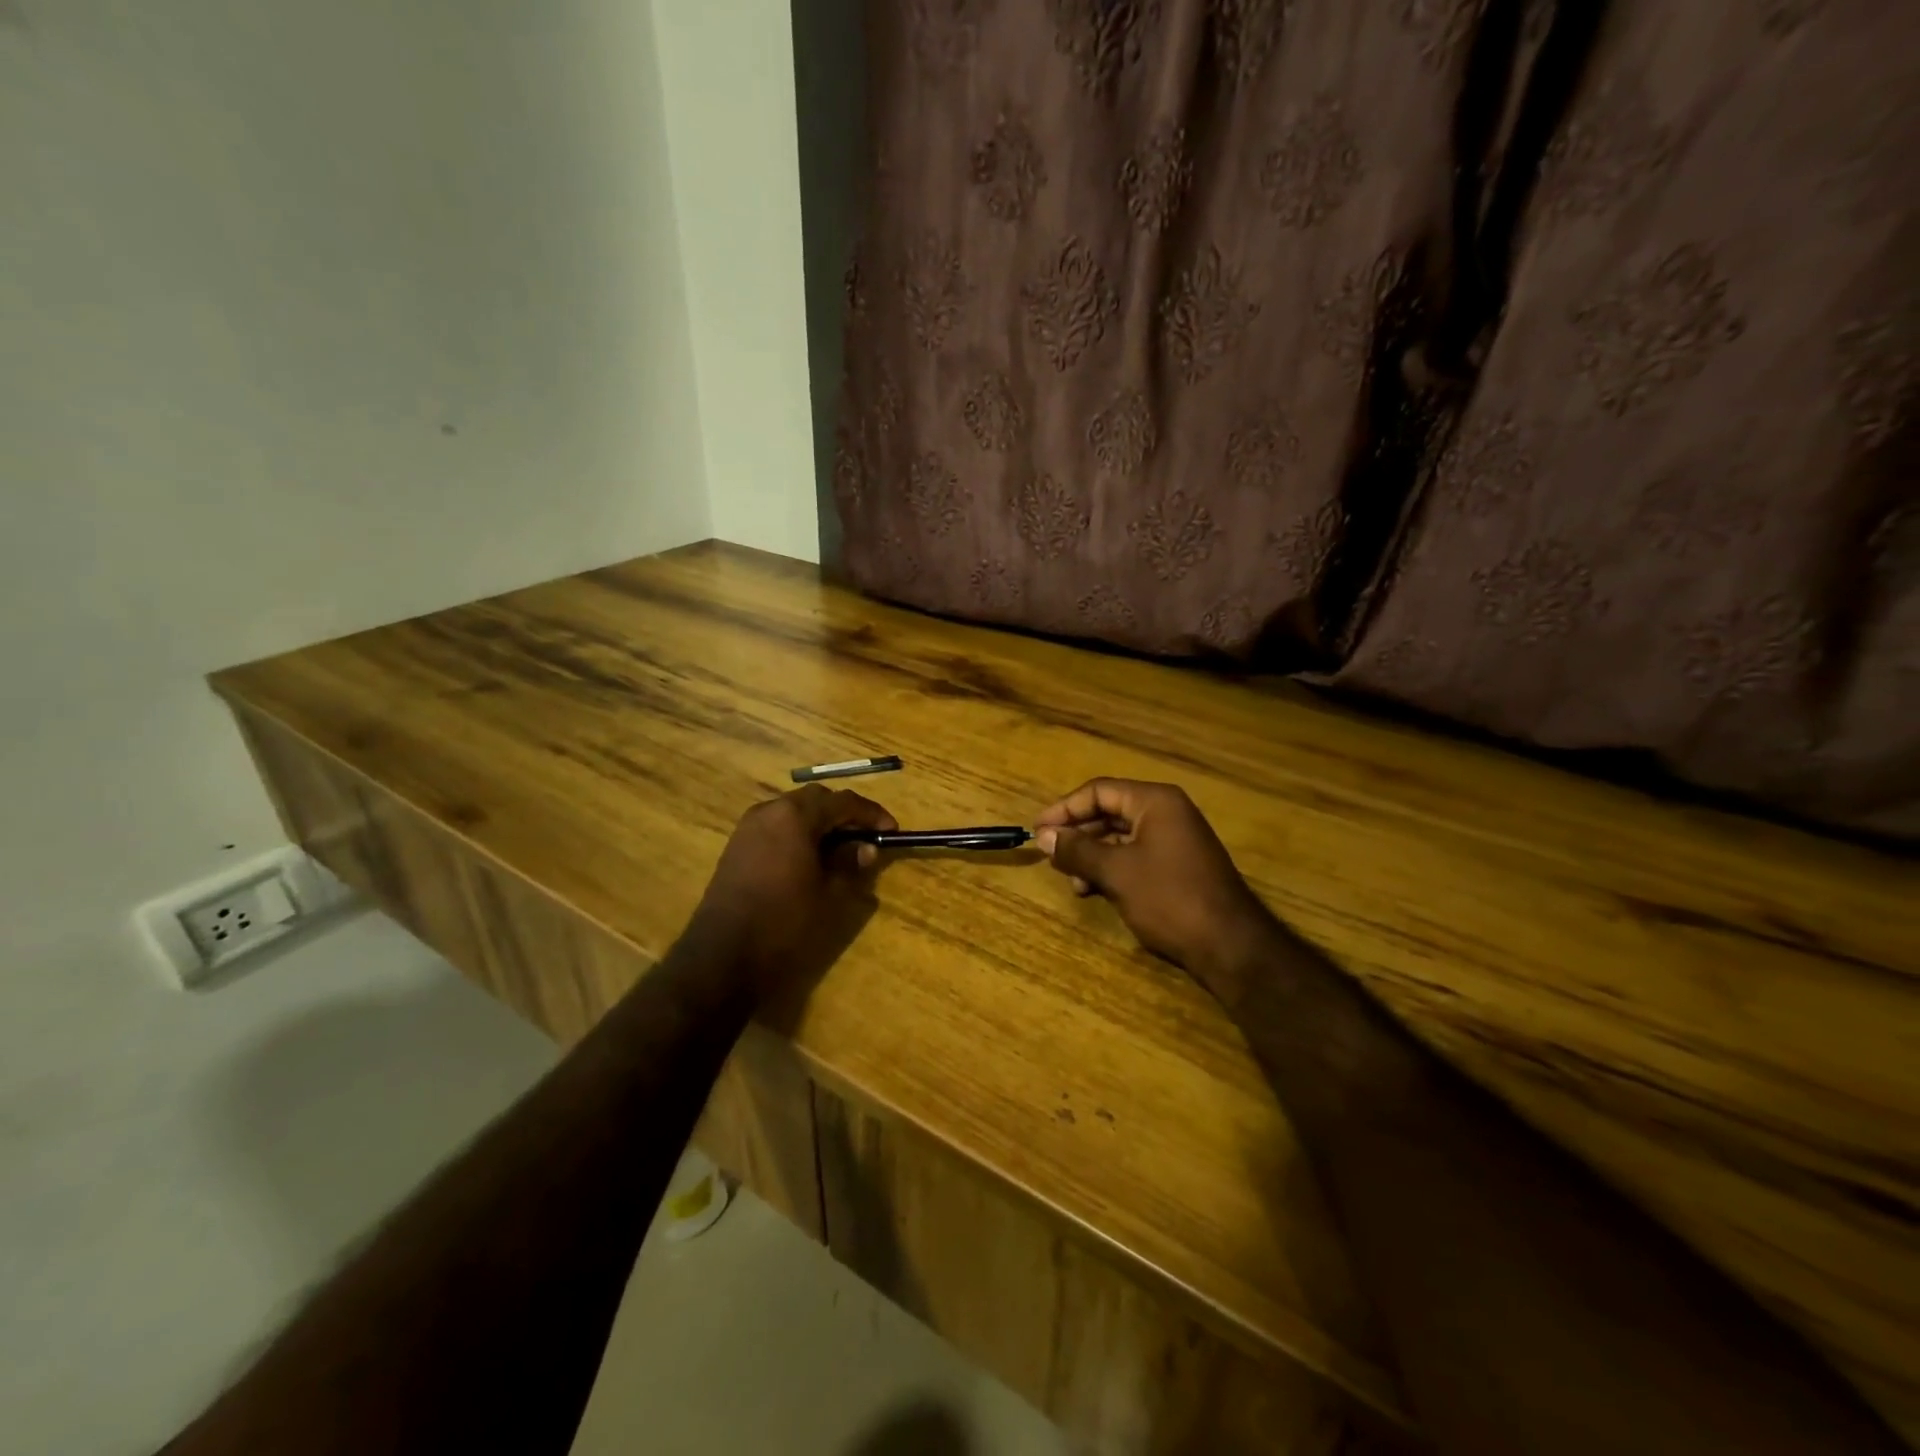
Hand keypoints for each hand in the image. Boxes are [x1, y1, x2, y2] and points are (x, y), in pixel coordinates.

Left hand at [692, 786, 895, 1001]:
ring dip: (820, 823)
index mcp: (795, 816)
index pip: (843, 802)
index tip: (891, 830)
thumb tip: (866, 848)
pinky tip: (810, 859)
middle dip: (844, 814)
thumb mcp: (830, 894)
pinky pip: (776, 827)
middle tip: (867, 837)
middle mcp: (769, 810)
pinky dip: (798, 834)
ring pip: (794, 811)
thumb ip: (851, 864)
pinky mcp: (737, 846)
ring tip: (841, 849)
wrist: (722, 955)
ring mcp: (748, 827)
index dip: (871, 813)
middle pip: (816, 800)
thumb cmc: (784, 921)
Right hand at [1034, 779, 1279, 989]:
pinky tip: (1094, 890)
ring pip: (1120, 836)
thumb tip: (1044, 836)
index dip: (1064, 809)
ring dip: (1092, 855)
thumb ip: (1077, 850)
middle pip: (1109, 811)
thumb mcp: (1116, 872)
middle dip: (1078, 834)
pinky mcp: (1178, 866)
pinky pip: (1135, 856)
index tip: (1037, 830)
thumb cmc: (1169, 898)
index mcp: (1155, 801)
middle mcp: (1167, 813)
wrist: (1230, 945)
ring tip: (1073, 881)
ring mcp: (1175, 840)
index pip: (1099, 791)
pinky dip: (1111, 868)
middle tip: (1050, 855)